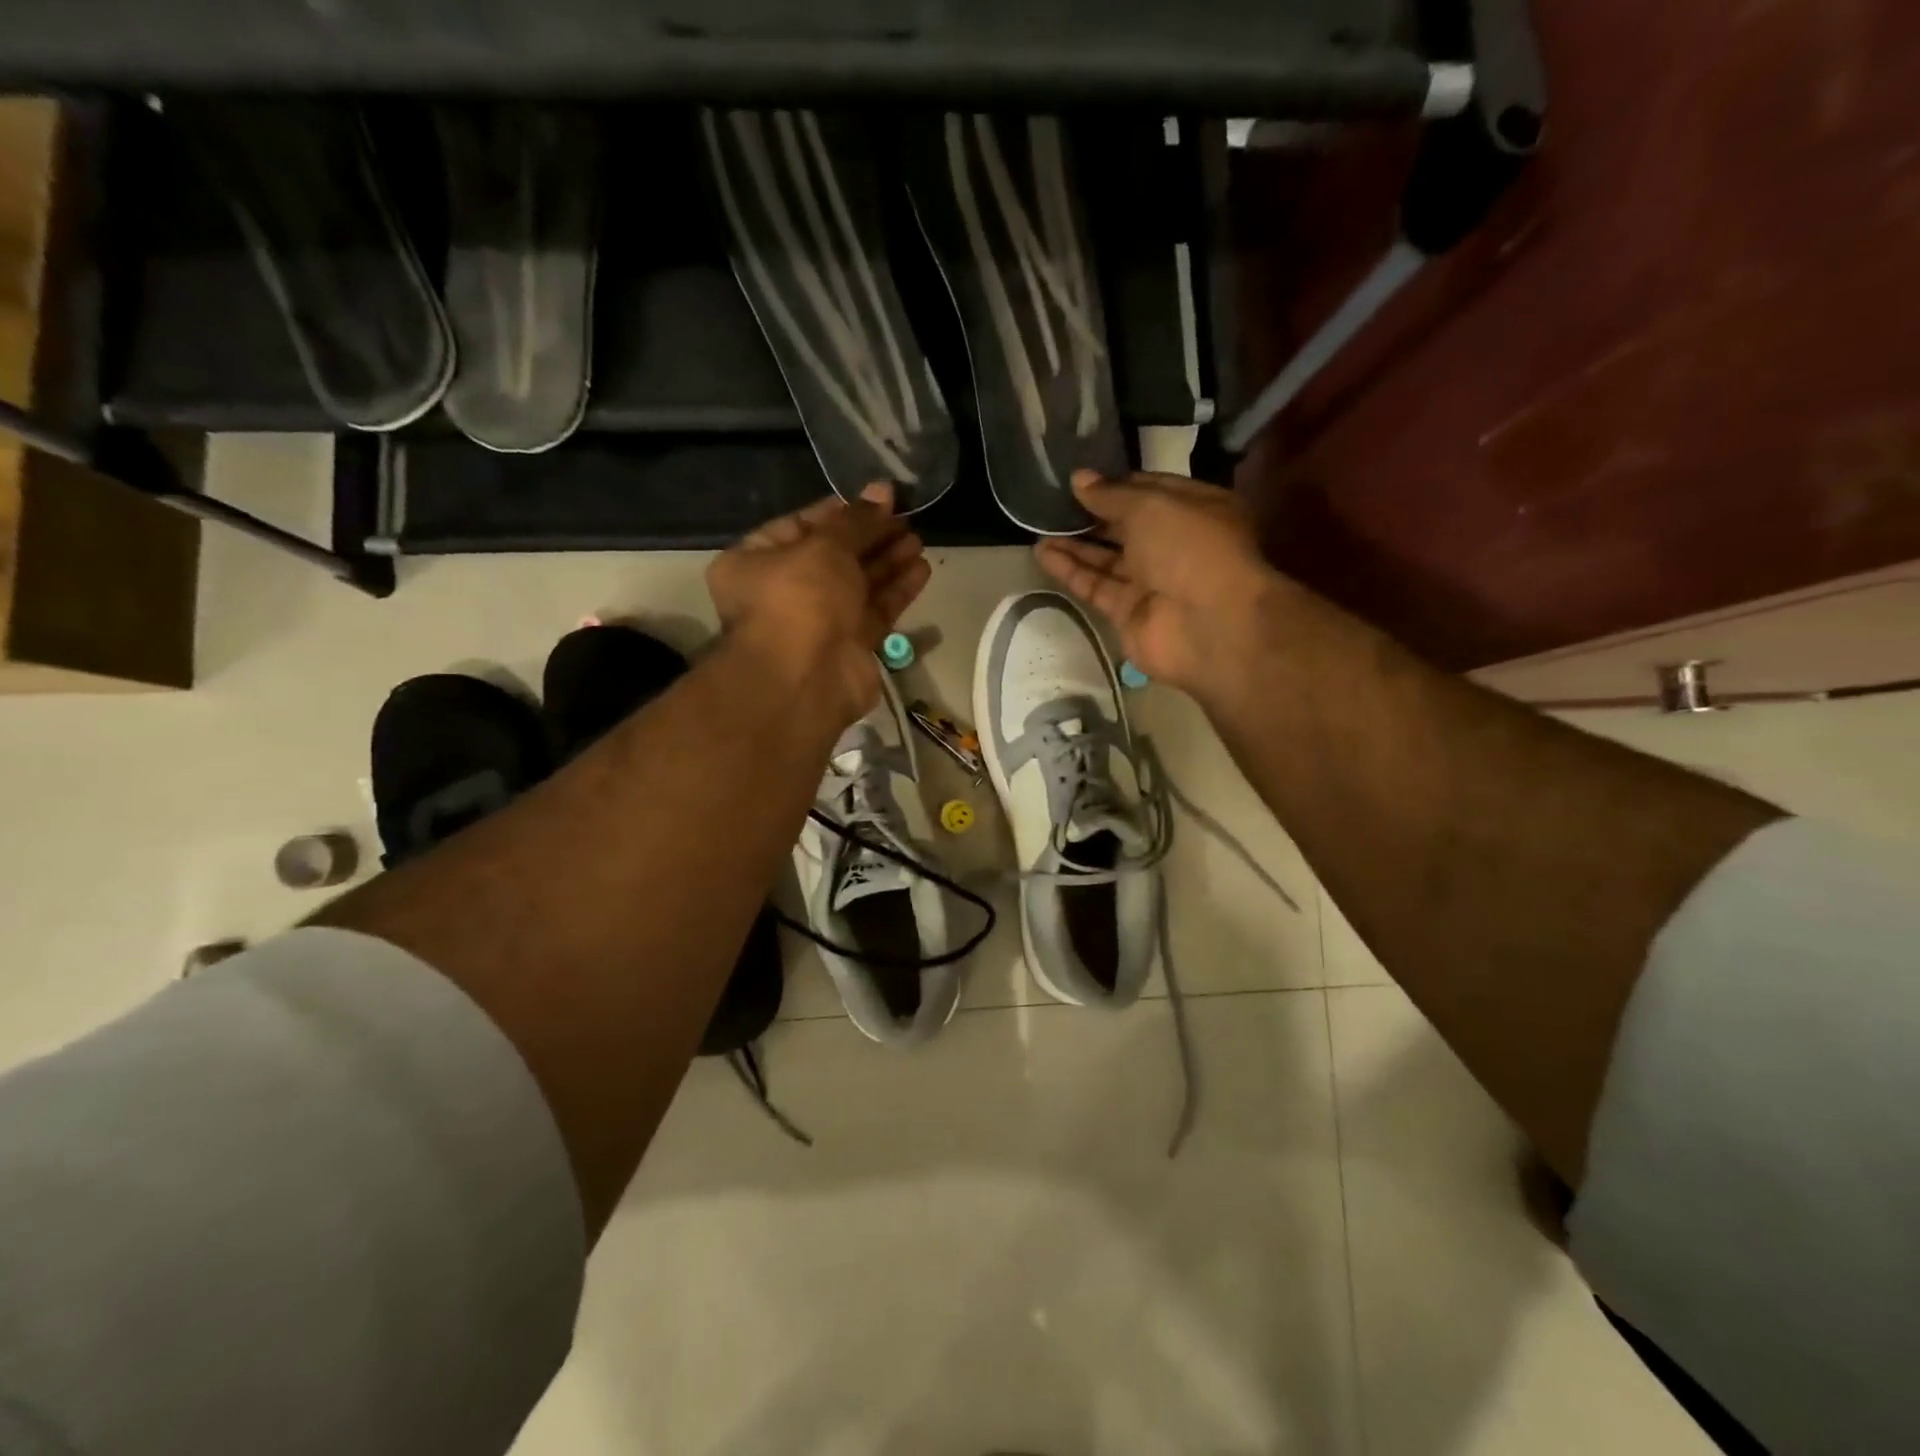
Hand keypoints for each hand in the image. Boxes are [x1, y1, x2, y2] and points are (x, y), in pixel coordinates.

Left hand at [707, 483, 930, 725]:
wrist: (806, 679)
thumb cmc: (800, 599)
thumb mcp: (825, 546)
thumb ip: (857, 520)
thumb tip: (882, 490)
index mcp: (755, 561)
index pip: (802, 525)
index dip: (842, 511)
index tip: (880, 499)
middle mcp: (783, 592)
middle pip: (834, 556)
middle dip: (871, 537)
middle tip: (906, 518)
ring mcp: (817, 623)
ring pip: (857, 585)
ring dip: (888, 562)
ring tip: (919, 540)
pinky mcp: (849, 648)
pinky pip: (874, 612)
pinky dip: (896, 591)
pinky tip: (922, 569)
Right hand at [1034, 470, 1280, 698]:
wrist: (1209, 625)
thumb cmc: (1191, 548)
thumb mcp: (1152, 506)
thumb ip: (1111, 494)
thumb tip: (1079, 479)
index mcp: (1196, 509)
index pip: (1150, 491)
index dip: (1115, 484)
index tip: (1079, 479)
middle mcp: (1175, 545)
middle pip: (1126, 526)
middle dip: (1092, 514)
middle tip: (1052, 501)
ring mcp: (1152, 582)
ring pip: (1107, 558)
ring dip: (1075, 543)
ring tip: (1038, 526)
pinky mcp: (1129, 613)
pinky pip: (1096, 587)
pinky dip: (1071, 571)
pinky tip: (1042, 553)